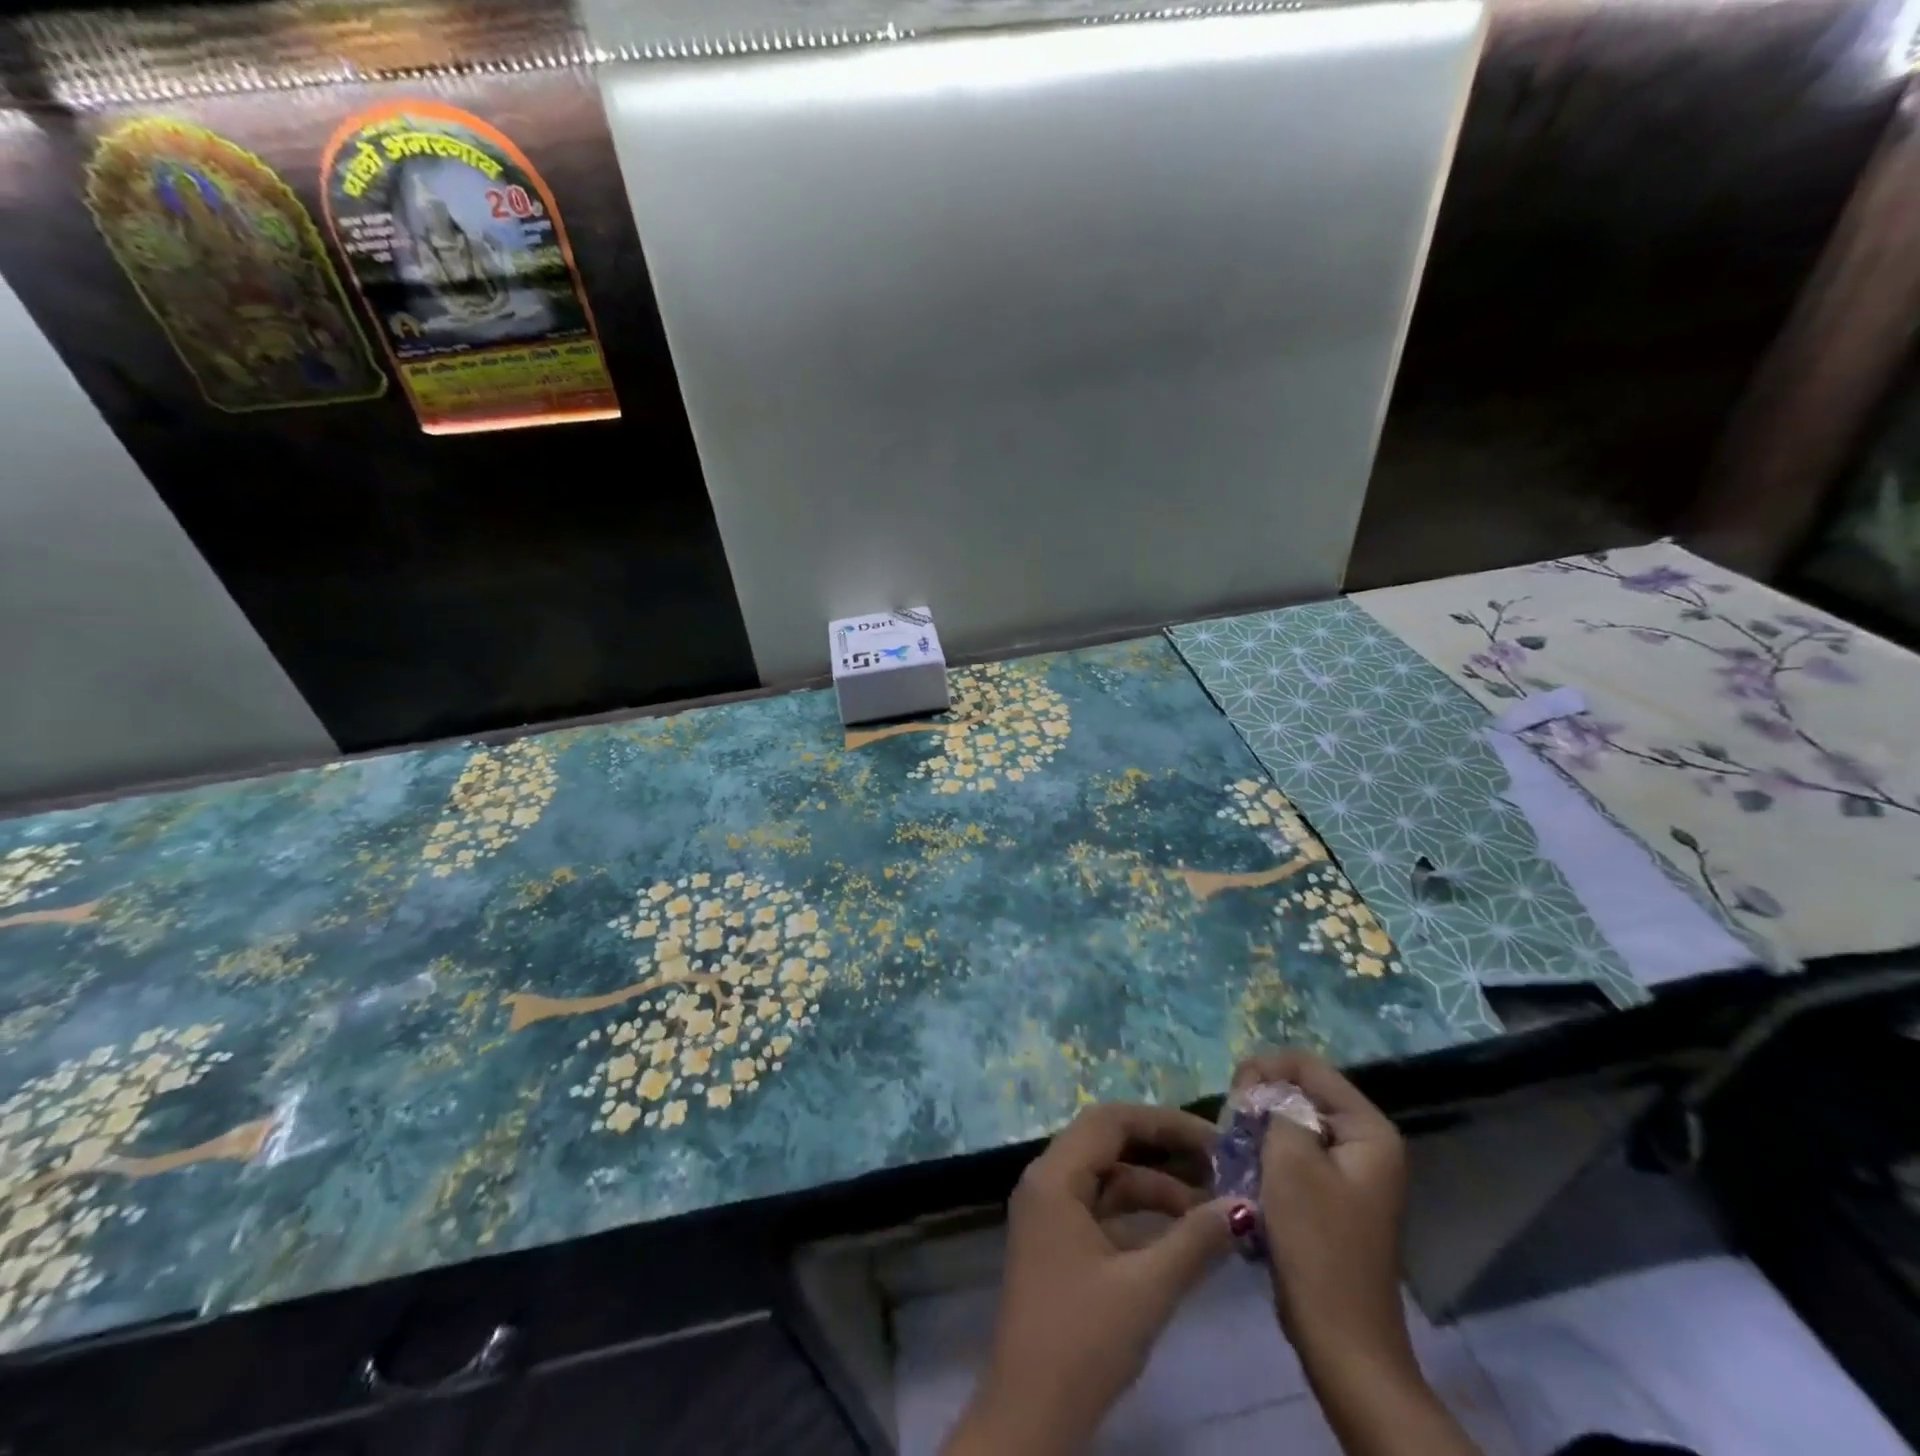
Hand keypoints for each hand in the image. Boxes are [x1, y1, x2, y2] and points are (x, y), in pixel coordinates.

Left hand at [943, 1103, 1239, 1455]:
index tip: (1215, 1139)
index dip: (1164, 1122)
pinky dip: (1141, 1215)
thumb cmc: (1082, 1342)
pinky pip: (1103, 1208)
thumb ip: (1196, 1242)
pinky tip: (1184, 1234)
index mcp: (1053, 1176)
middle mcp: (1046, 1181)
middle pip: (1109, 1142)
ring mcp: (1050, 1213)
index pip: (1110, 1120)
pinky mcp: (1059, 1243)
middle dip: (1164, 1150)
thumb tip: (1245, 1205)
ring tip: (1214, 1206)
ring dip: (1157, 1187)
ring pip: (1108, 1178)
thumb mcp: (1146, 1289)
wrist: (1029, 1417)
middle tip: (1220, 1165)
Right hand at [1237, 1051, 1480, 1455]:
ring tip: (1235, 1148)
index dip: (1266, 1069)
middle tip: (1231, 1124)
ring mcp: (1350, 1173)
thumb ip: (1275, 1108)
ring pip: (1293, 1124)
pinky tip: (1247, 1173)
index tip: (1233, 1095)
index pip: (1309, 1066)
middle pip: (1302, 1092)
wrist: (1340, 1339)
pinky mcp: (1331, 1198)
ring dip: (1260, 1130)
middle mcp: (1366, 1144)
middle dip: (1261, 1100)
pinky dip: (1268, 1156)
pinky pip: (1294, 1155)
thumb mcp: (1290, 1160)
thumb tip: (1263, 1092)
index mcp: (1368, 1130)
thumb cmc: (1317, 1243)